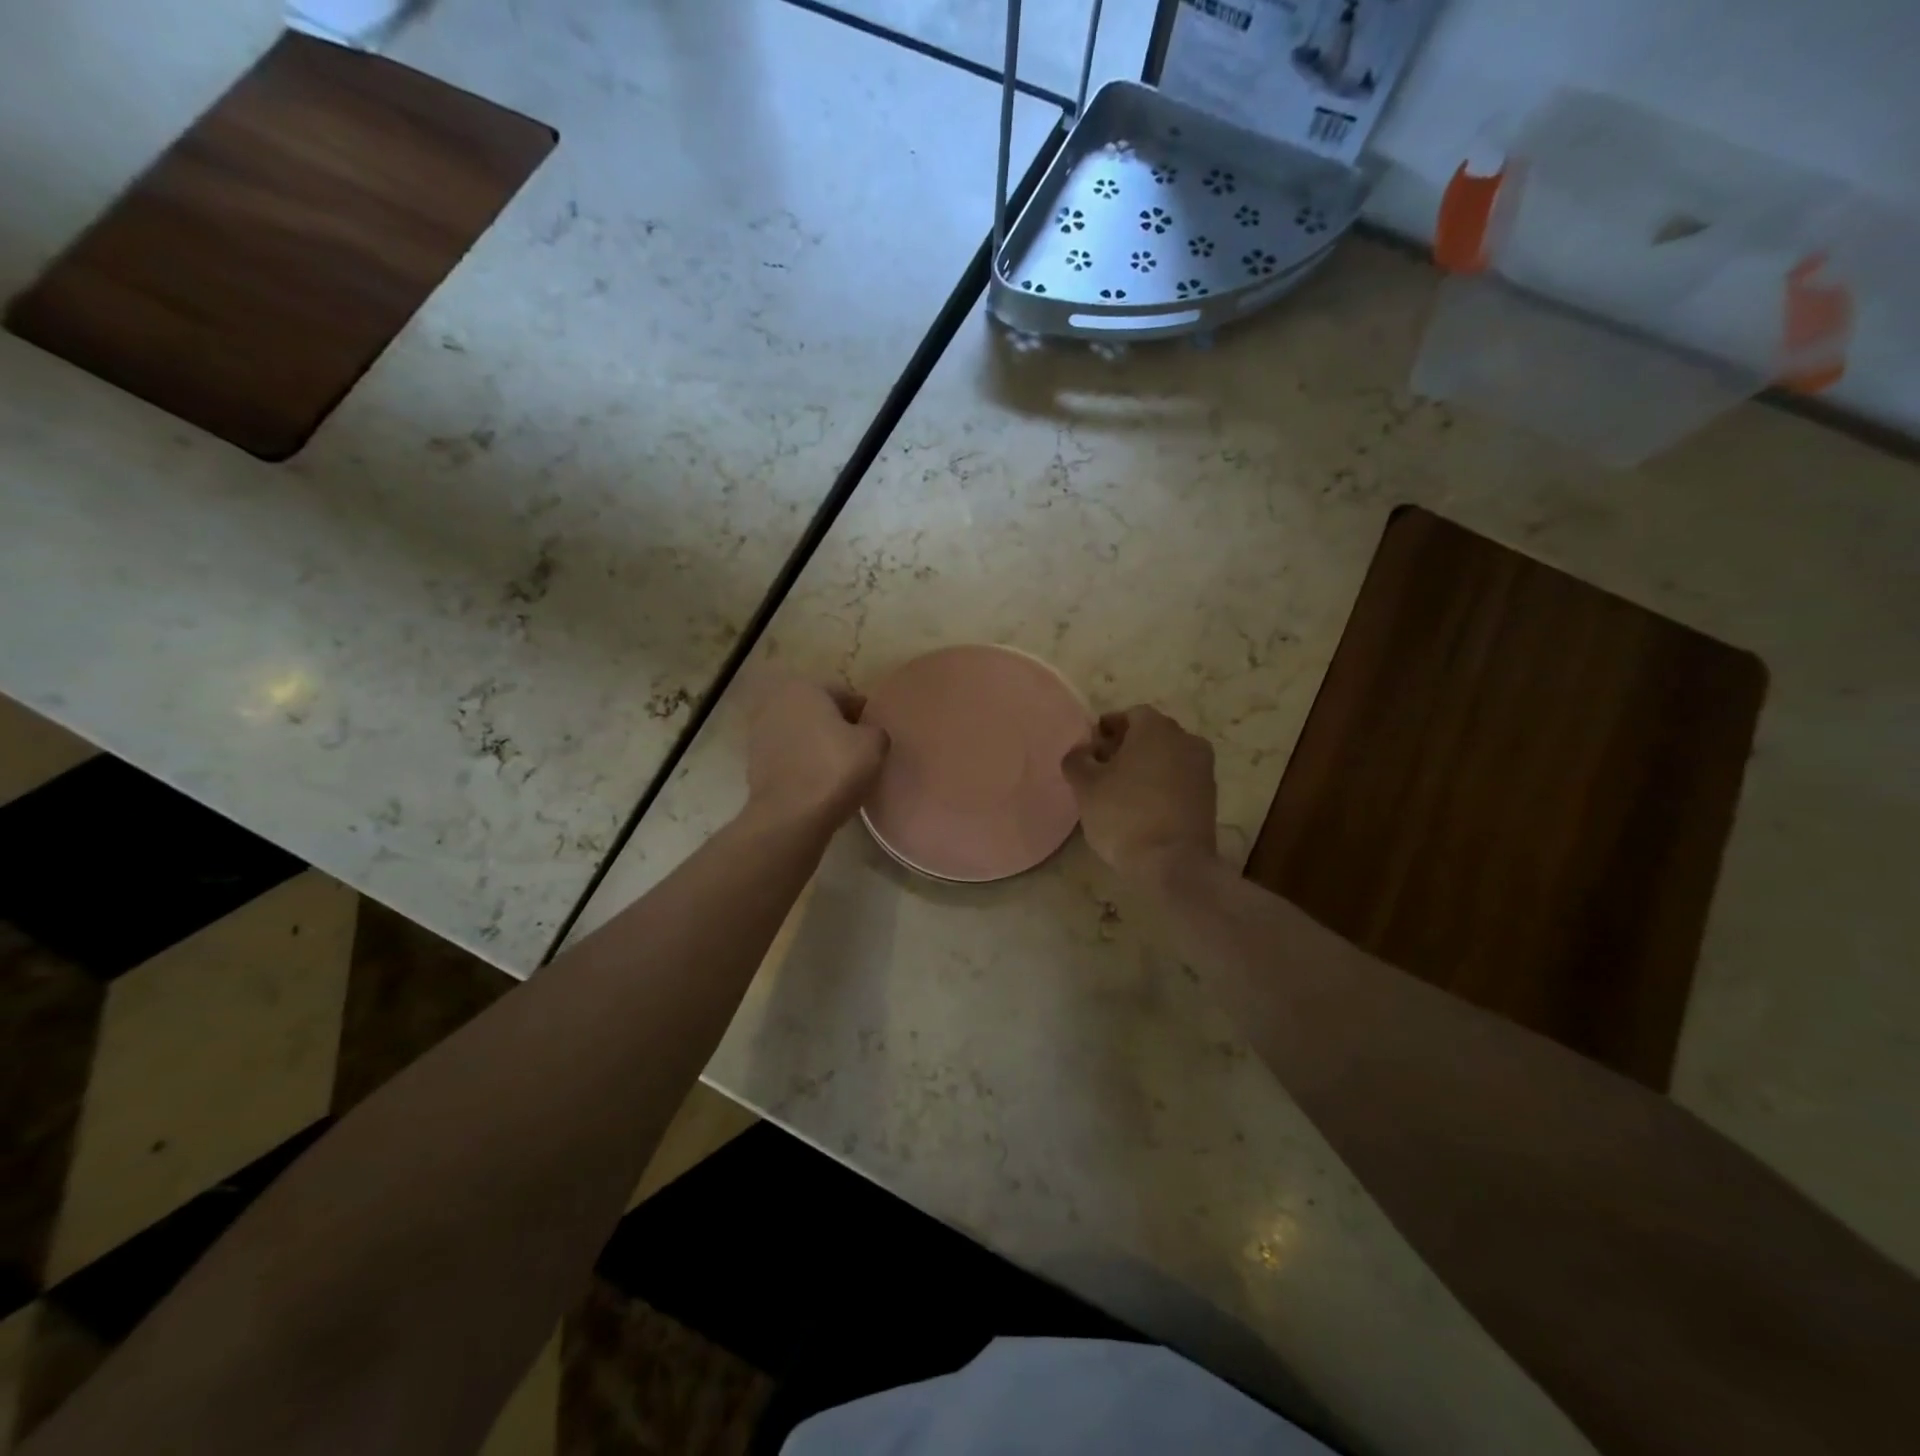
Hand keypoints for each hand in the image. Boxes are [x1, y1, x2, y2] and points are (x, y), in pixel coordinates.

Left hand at [744, 673, 889, 829]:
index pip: (843, 694)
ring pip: (802, 735)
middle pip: (818, 713)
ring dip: (818, 747)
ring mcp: (759, 734)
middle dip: (837, 728)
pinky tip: (819, 784)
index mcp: (804, 688)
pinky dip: (803, 765)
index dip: (863, 714)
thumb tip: (867, 734)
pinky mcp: (753, 763)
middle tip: (859, 752)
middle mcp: (776, 703)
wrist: (789, 817)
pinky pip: (789, 758)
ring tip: (839, 771)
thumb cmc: (834, 769)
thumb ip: (875, 730)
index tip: (874, 735)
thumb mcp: (874, 744)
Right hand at [1061, 706, 1217, 882]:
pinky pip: (1179, 780)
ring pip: (1167, 758)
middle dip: (1125, 747)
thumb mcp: (1086, 786)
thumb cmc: (1125, 815)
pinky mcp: (1210, 797)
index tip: (1089, 751)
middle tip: (1101, 770)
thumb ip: (1077, 759)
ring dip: (1145, 767)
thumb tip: (1082, 751)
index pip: (1128, 715)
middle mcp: (1186, 739)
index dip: (1106, 730)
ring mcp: (1203, 768)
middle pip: (1150, 735)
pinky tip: (1142, 808)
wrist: (1174, 863)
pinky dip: (1161, 786)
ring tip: (1120, 792)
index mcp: (1156, 728)